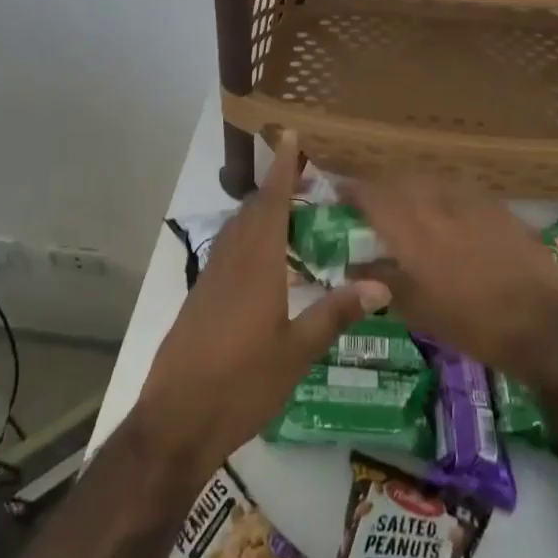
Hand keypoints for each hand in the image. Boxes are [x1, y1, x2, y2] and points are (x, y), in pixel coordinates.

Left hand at [135, 135, 388, 482]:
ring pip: (237, 230)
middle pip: (253, 211)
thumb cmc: (241, 385)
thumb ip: (335, 314)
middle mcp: (230, 262)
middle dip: (276, 186)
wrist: (176, 421)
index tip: (291, 136)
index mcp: (256, 267)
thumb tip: (381, 285)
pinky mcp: (200, 297)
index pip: (271, 204)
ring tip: (288, 207)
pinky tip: (263, 256)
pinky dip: (249, 236)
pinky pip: (228, 250)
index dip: (282, 170)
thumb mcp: (297, 353)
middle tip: (304, 172)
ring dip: (261, 210)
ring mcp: (210, 279)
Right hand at [344, 177, 557, 379]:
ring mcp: (471, 201)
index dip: (351, 191)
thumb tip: (351, 267)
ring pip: (431, 180)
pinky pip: (459, 190)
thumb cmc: (472, 323)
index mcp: (411, 228)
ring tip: (409, 208)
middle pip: (400, 180)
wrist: (542, 323)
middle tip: (373, 206)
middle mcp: (437, 204)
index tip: (339, 197)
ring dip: (413, 189)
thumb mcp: (417, 309)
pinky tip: (449, 216)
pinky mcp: (497, 206)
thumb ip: (381, 280)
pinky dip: (444, 196)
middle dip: (382, 188)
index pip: (371, 194)